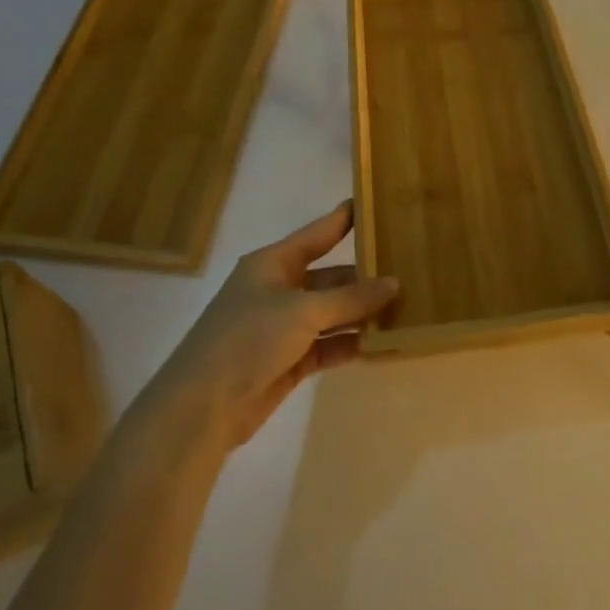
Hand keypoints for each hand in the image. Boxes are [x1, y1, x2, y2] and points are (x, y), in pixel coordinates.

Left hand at [147, 202, 397, 447]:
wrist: (203, 406)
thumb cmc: (249, 339)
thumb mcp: (303, 310)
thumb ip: (351, 298)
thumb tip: (394, 283)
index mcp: (272, 264)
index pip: (316, 234)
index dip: (343, 220)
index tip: (373, 204)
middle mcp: (277, 290)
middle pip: (328, 277)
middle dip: (363, 276)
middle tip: (407, 270)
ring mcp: (282, 327)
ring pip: (331, 313)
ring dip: (361, 313)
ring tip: (405, 307)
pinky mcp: (288, 361)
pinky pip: (328, 344)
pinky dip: (351, 343)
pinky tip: (383, 343)